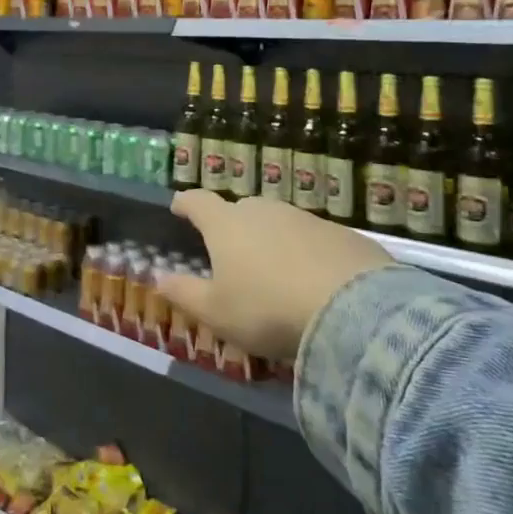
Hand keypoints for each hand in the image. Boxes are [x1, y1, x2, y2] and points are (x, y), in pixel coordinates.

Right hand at [156, 193, 392, 362]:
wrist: (354, 310)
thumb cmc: (268, 309)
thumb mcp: (216, 312)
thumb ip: (184, 293)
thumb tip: (158, 277)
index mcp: (226, 224)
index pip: (198, 201)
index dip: (185, 203)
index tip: (178, 208)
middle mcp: (263, 211)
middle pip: (240, 209)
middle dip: (231, 225)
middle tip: (231, 252)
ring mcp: (305, 218)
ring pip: (278, 222)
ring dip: (271, 239)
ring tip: (274, 271)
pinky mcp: (342, 233)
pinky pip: (313, 238)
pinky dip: (306, 252)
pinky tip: (314, 279)